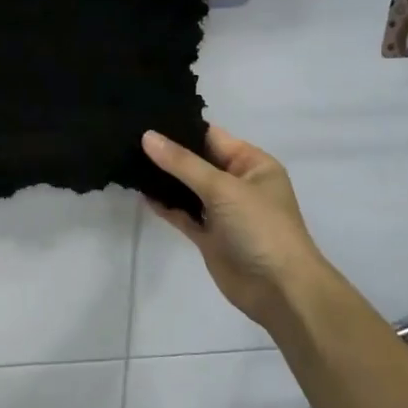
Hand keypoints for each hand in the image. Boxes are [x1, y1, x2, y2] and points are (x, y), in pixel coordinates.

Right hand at [142, 127, 336, 335]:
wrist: (279, 290)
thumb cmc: (260, 227)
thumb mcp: (223, 188)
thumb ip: (183, 163)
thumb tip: (147, 136)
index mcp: (252, 164)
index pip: (212, 137)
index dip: (181, 127)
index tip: (145, 117)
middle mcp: (237, 183)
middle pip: (197, 161)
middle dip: (167, 153)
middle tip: (129, 137)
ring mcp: (222, 211)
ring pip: (188, 188)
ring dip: (163, 179)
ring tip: (128, 160)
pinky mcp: (209, 236)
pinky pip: (183, 214)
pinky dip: (166, 206)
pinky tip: (142, 194)